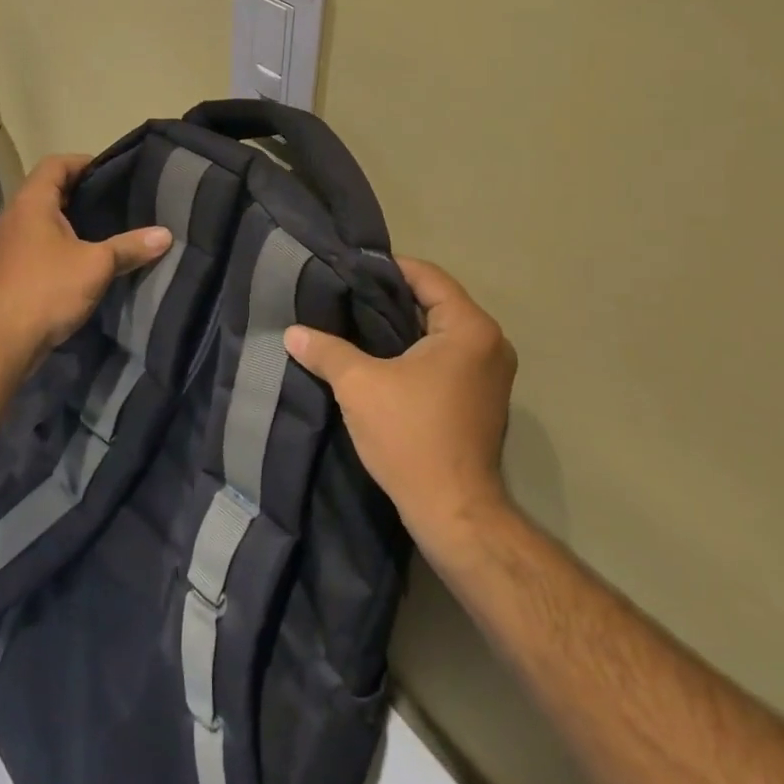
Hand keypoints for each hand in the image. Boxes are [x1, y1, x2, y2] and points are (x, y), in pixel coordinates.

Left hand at [0, 154, 172, 381]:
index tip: (114, 172)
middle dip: (83, 190)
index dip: (84, 162)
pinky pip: (39, 239)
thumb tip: (166, 235)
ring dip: (72, 217)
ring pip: (44, 216)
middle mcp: (16, 216)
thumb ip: (130, 246)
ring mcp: (10, 243)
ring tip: (108, 224)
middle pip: (49, 188)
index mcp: (32, 202)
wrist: (2, 343)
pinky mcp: (12, 267)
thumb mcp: (97, 265)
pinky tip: (87, 255)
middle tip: (117, 198)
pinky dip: (62, 239)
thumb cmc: (47, 290)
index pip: (55, 164)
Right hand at [284, 257, 516, 551]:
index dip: (387, 269)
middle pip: (436, 301)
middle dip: (391, 298)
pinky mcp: (484, 398)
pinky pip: (448, 356)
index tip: (350, 269)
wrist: (454, 513)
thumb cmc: (411, 436)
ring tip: (357, 323)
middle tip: (347, 295)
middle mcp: (491, 342)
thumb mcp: (359, 385)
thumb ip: (326, 350)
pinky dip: (418, 351)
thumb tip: (292, 332)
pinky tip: (382, 358)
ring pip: (441, 331)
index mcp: (470, 327)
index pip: (427, 276)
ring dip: (403, 327)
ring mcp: (492, 372)